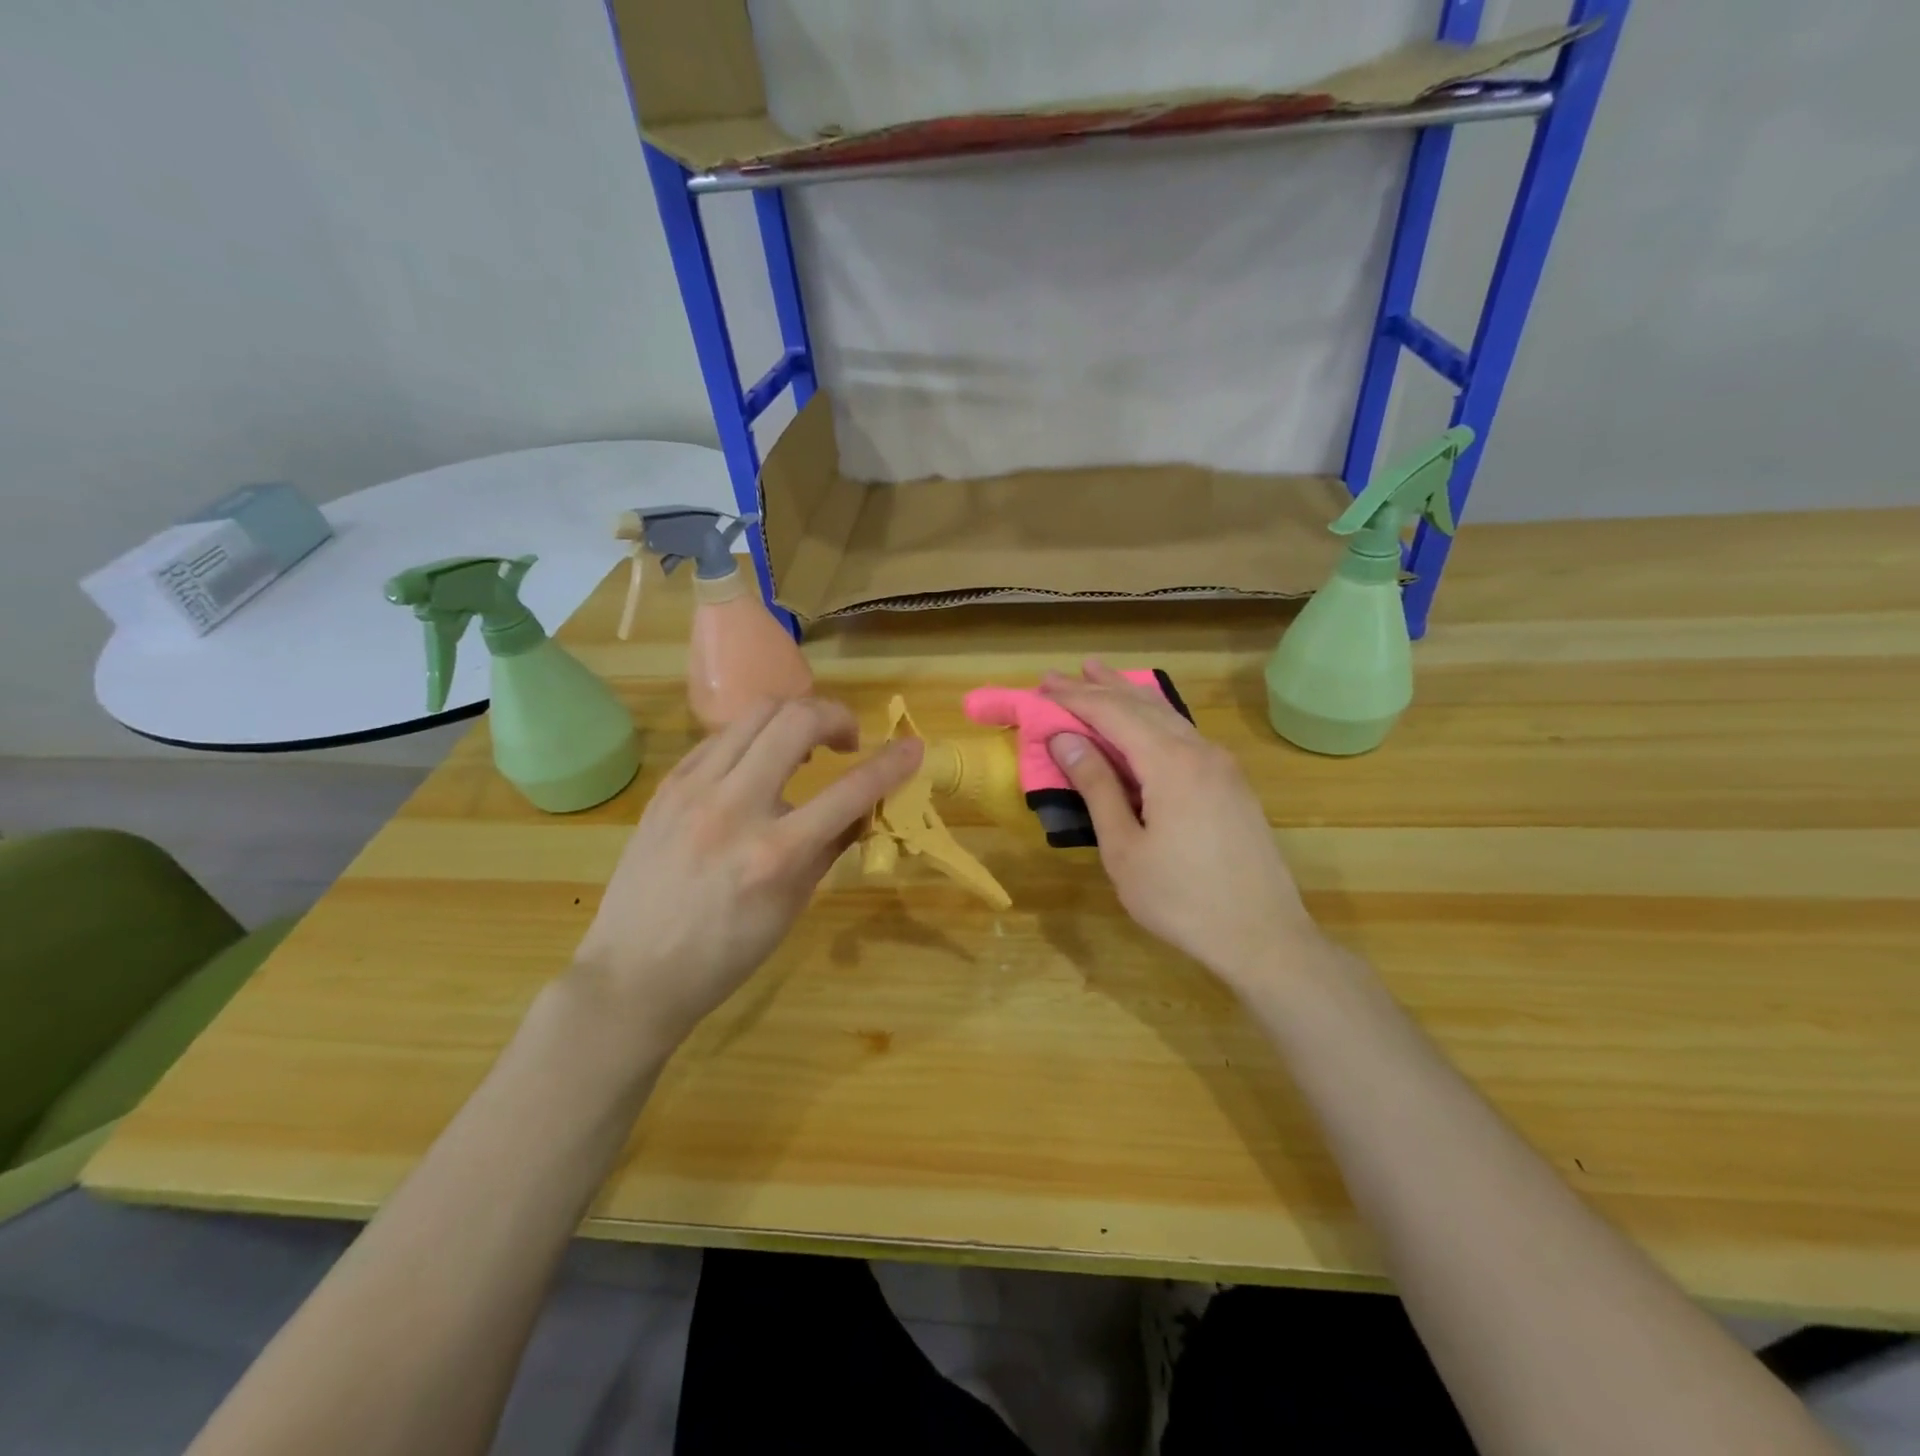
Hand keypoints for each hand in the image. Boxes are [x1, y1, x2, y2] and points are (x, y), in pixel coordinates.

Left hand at [572, 698, 922, 1047]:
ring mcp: (694, 790)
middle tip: (847, 740)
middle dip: (836, 716)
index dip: (892, 763)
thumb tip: (864, 807)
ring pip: (755, 714)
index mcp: (775, 853)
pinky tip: (758, 763)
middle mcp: (734, 808)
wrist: (633, 973)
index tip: (914, 747)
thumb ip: (830, 847)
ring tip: (805, 746)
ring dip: (794, 717)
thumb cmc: (724, 954)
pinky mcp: (668, 786)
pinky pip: (720, 737)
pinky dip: (754, 737)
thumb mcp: (791, 906)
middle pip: (796, 721)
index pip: (850, 790)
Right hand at [1039, 661, 1323, 993]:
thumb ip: (1097, 788)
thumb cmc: (1181, 899)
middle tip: (1059, 675)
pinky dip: (1154, 718)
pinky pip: (1185, 734)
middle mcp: (1200, 751)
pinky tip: (1145, 718)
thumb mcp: (1124, 849)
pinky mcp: (1232, 783)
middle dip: (1098, 687)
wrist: (1264, 936)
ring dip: (1129, 695)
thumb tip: (1065, 740)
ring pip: (1168, 715)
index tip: (1041, 685)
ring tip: (1098, 675)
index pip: (1113, 714)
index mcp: (1171, 764)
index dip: (1074, 698)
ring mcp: (1222, 766)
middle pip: (1142, 705)